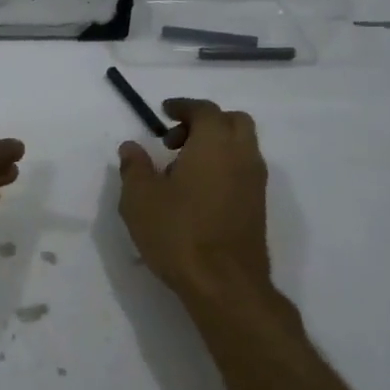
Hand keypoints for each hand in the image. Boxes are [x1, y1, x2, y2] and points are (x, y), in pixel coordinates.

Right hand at [117, 98, 271, 299]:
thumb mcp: (140, 198)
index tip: (164, 112)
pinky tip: (197, 193)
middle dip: (205, 122)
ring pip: (241, 147)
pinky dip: (223, 167)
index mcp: (214, 144)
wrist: (223, 283)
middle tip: (175, 140)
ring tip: (181, 170)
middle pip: (233, 122)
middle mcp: (242, 156)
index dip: (183, 107)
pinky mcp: (258, 207)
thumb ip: (135, 167)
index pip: (205, 110)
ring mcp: (255, 182)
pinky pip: (242, 171)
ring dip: (215, 146)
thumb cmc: (178, 233)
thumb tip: (131, 147)